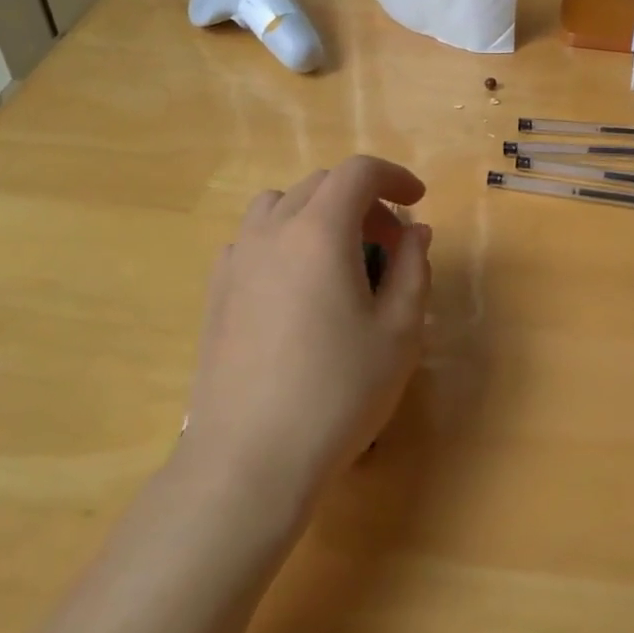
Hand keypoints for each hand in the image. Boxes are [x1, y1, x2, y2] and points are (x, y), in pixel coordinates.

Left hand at [179, 156, 432, 512]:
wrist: (250, 459)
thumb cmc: (338, 393)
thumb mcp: (399, 332)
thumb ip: (412, 269)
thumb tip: (414, 233)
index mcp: (319, 231)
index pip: (358, 173)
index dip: (394, 177)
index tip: (418, 201)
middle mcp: (272, 231)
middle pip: (320, 185)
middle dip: (362, 200)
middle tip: (388, 243)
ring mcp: (236, 259)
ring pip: (280, 205)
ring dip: (318, 214)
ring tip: (339, 258)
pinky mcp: (216, 291)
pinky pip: (253, 239)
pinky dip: (284, 239)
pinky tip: (296, 287)